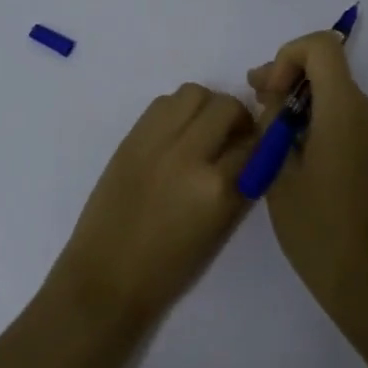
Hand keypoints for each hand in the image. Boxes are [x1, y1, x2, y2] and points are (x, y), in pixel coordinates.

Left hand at [49, 83, 255, 327]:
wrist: (106, 274)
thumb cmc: (169, 267)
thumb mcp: (219, 228)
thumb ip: (240, 185)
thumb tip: (253, 151)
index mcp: (216, 188)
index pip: (254, 144)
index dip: (261, 144)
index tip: (260, 148)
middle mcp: (188, 155)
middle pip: (226, 107)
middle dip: (237, 118)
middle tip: (233, 136)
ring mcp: (156, 141)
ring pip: (194, 93)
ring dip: (207, 106)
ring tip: (204, 129)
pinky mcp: (131, 137)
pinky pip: (163, 103)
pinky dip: (177, 110)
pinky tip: (177, 133)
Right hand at [248, 33, 367, 323]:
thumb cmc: (319, 232)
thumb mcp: (278, 176)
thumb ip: (272, 125)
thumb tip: (273, 100)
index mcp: (346, 112)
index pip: (322, 47)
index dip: (287, 56)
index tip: (268, 92)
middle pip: (328, 69)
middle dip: (288, 79)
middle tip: (256, 106)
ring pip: (337, 94)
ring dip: (302, 103)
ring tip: (272, 137)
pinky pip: (349, 119)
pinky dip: (320, 121)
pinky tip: (299, 156)